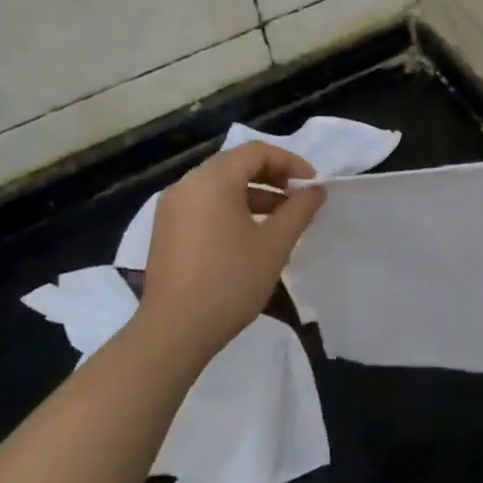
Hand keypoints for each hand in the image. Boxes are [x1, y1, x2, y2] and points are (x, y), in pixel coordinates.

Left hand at [140, 142, 326, 360]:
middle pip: (236, 164)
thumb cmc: (231, 281)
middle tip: (298, 198)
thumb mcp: (274, 244)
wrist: (175, 330)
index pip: (256, 152)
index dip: (290, 162)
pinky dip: (231, 208)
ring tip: (281, 219)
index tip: (311, 185)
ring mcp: (172, 208)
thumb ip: (299, 210)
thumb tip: (316, 190)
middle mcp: (187, 185)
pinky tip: (251, 235)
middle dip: (272, 176)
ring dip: (254, 193)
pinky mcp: (166, 230)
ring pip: (219, 185)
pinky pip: (204, 204)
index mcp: (212, 181)